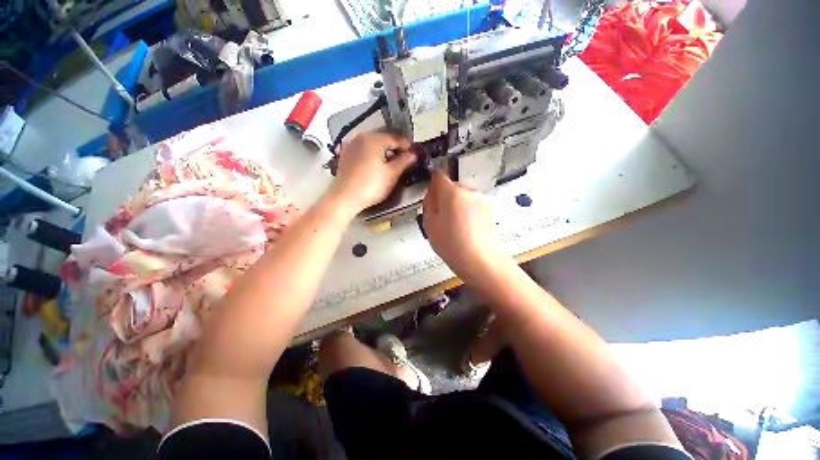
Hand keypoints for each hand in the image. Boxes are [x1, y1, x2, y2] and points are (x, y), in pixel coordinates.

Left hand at [328, 132, 415, 215]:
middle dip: (395, 147)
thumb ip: (404, 161)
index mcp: (373, 139)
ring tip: (393, 162)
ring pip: (373, 144)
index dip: (407, 145)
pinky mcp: (346, 155)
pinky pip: (364, 150)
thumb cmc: (371, 185)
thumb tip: (413, 154)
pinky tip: (377, 164)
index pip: (395, 138)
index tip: (415, 152)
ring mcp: (351, 145)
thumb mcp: (392, 174)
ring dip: (384, 151)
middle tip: (405, 157)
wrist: (345, 198)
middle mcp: (361, 137)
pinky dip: (373, 154)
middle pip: (383, 139)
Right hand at [422, 171, 509, 282]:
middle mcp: (469, 191)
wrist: (483, 262)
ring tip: (454, 227)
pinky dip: (466, 212)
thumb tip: (431, 193)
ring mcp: (482, 200)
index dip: (432, 184)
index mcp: (452, 192)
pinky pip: (472, 204)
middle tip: (440, 218)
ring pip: (462, 196)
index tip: (430, 197)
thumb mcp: (430, 225)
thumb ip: (428, 203)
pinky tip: (465, 229)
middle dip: (444, 197)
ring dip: (456, 205)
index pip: (438, 175)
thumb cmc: (454, 246)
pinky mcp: (490, 209)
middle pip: (451, 186)